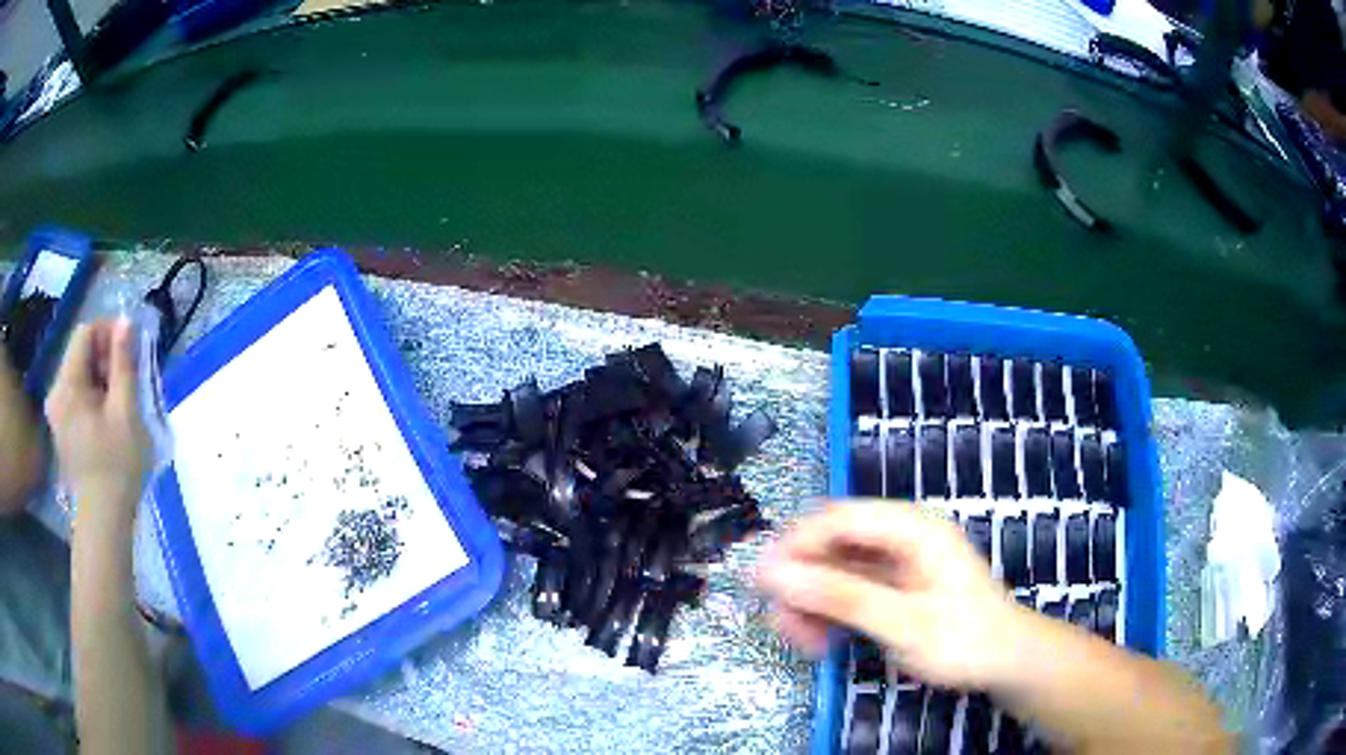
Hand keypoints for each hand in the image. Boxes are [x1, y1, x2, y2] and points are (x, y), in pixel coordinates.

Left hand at [46, 320, 150, 523]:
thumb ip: (124, 363)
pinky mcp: (61, 430)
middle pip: (80, 353)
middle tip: (128, 379)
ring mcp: (56, 414)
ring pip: (79, 376)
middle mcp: (56, 392)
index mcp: (67, 384)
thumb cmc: (116, 466)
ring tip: (120, 401)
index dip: (108, 332)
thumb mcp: (125, 411)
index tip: (130, 349)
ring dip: (100, 379)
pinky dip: (93, 397)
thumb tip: (126, 321)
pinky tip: (107, 419)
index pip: (85, 332)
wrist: (104, 523)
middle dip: (105, 358)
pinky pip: (76, 397)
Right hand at [756, 501, 1030, 689]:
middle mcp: (902, 538)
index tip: (763, 581)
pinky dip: (829, 612)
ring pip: (835, 570)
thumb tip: (777, 575)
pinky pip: (848, 591)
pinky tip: (820, 640)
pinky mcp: (894, 588)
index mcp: (912, 529)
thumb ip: (842, 598)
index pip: (840, 519)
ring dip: (811, 601)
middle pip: (833, 544)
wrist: (1006, 662)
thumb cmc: (965, 639)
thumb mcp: (903, 623)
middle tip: (780, 622)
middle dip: (802, 581)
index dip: (796, 544)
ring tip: (801, 640)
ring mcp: (897, 564)